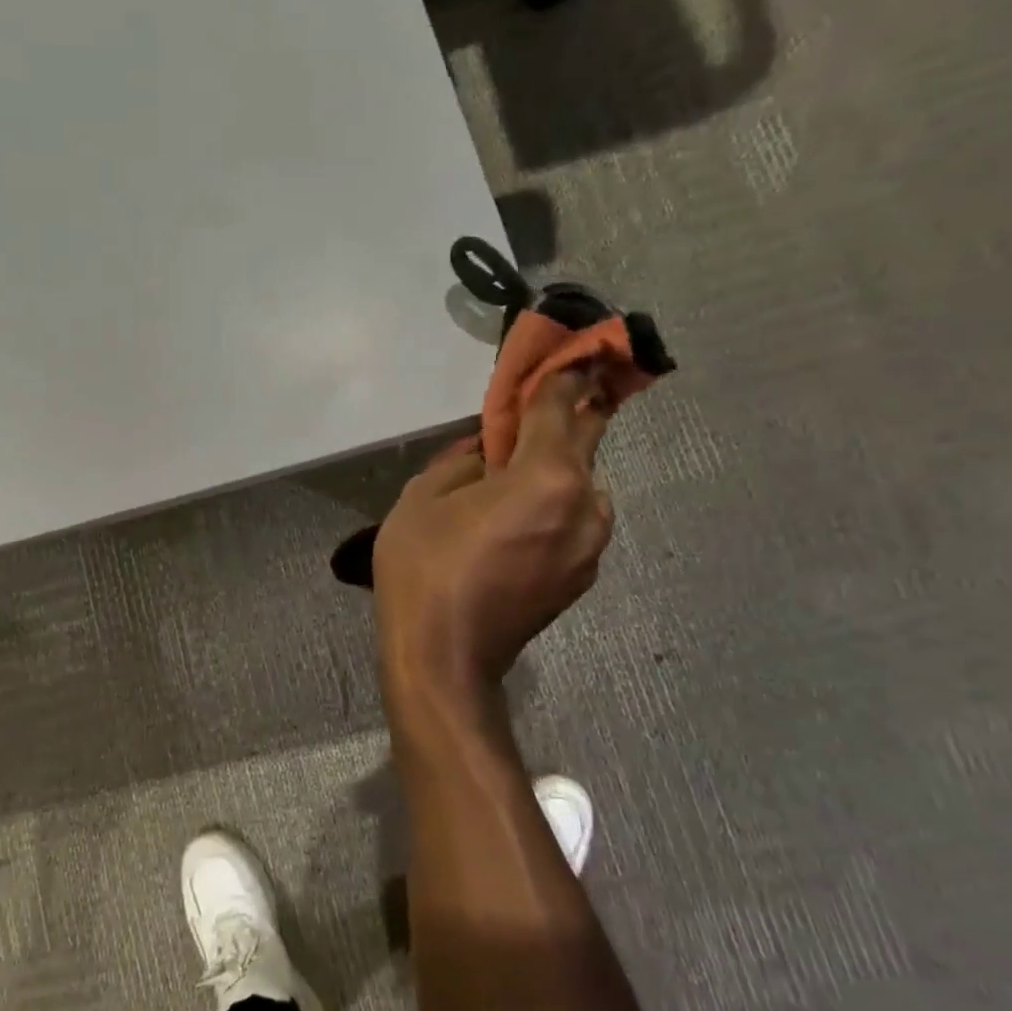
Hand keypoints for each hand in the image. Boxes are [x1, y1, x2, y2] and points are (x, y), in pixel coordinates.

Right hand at [373, 365, 613, 694]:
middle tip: (546, 400)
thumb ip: (459, 461)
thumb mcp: (421, 499)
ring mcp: (591, 545)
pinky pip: (574, 521)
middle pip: (585, 441)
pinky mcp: (582, 576)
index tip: (568, 351)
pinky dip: (553, 509)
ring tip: (510, 484)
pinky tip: (513, 526)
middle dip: (567, 415)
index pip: (561, 406)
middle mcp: (585, 504)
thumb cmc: (424, 570)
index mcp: (546, 477)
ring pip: (581, 486)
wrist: (444, 659)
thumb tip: (482, 453)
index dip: (562, 374)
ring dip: (555, 472)